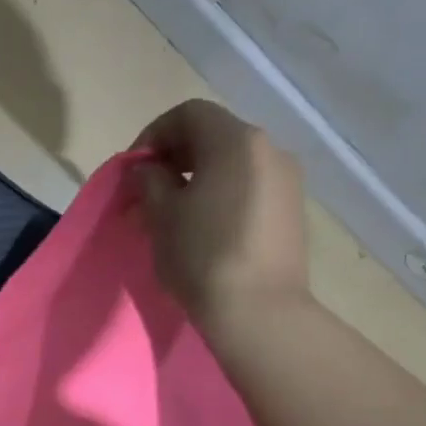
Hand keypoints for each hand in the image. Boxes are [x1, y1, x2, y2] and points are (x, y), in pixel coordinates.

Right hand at [134, 99, 309, 333]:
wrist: (259, 310)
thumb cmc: (202, 255)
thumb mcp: (162, 215)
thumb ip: (150, 181)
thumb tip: (149, 169)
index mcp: (236, 140)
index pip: (188, 114)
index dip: (153, 135)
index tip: (134, 170)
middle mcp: (269, 149)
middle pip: (213, 137)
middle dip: (174, 159)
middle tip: (146, 194)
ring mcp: (287, 180)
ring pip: (232, 165)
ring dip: (196, 180)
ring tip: (171, 216)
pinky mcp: (292, 211)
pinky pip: (249, 189)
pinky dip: (221, 197)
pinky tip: (203, 229)